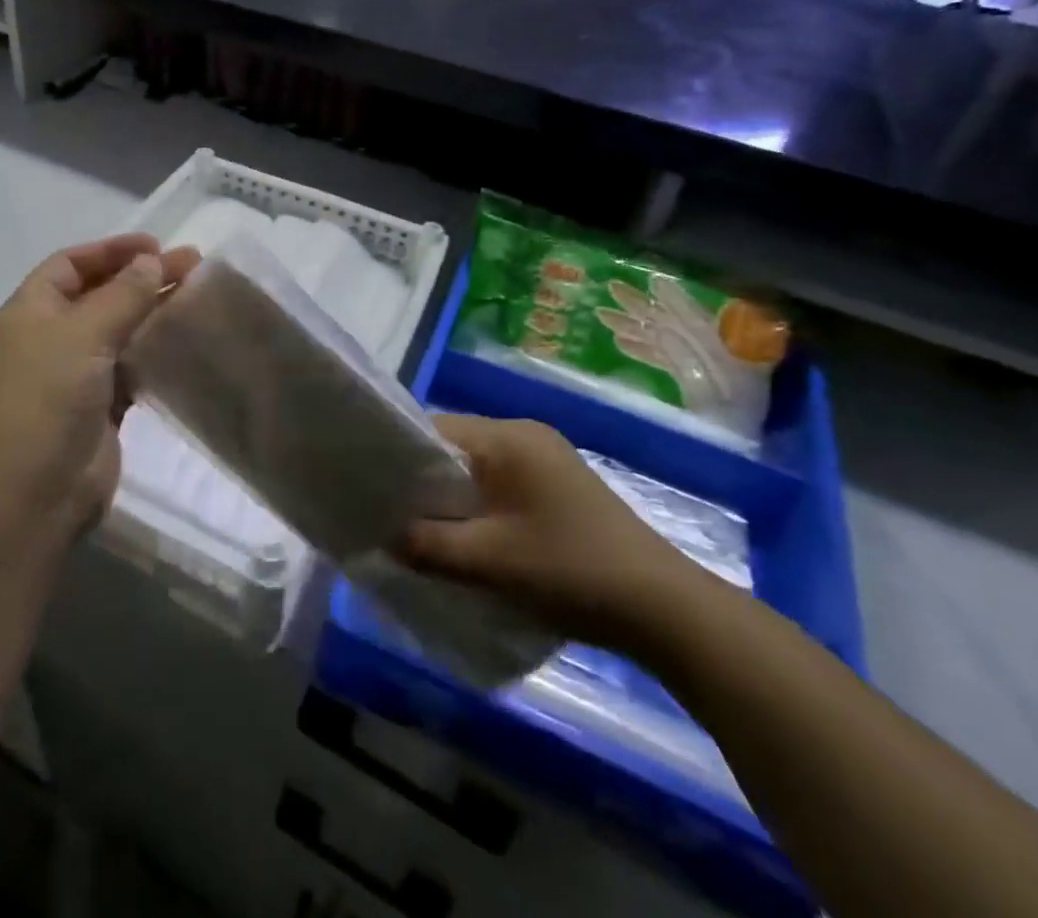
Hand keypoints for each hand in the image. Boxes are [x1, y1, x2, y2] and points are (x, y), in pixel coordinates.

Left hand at [0, 234, 198, 540]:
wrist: (28, 497)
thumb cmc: (44, 399)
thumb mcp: (81, 334)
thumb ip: (122, 295)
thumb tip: (152, 261)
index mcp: (30, 311)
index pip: (70, 264)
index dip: (111, 250)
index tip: (157, 247)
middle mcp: (50, 338)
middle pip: (100, 295)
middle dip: (142, 278)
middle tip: (193, 266)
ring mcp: (75, 376)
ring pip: (119, 332)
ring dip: (154, 313)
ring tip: (198, 297)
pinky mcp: (100, 409)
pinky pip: (131, 368)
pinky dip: (155, 353)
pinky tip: (186, 341)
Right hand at [396, 415, 697, 647]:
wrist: (665, 609)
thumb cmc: (570, 570)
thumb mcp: (490, 560)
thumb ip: (428, 544)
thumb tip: (382, 536)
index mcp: (508, 437)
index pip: (433, 429)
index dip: (399, 456)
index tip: (373, 488)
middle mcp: (525, 436)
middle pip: (454, 448)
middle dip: (423, 482)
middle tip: (391, 516)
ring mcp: (546, 460)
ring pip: (477, 469)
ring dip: (451, 498)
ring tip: (422, 531)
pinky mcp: (558, 487)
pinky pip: (500, 485)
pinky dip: (478, 506)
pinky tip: (469, 539)